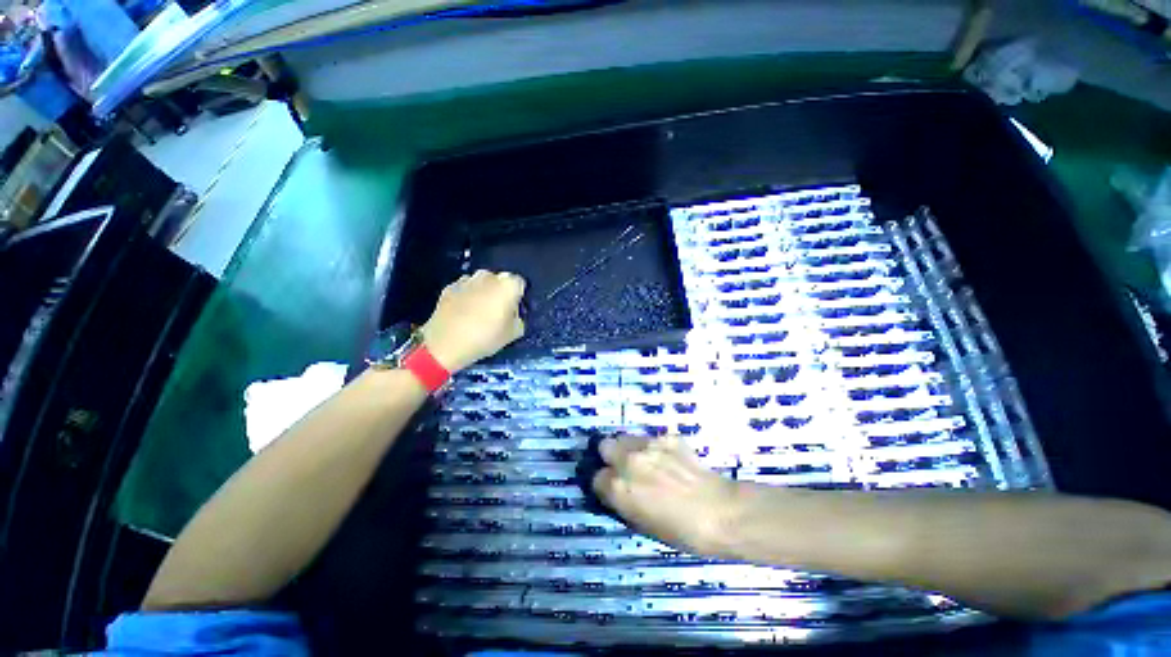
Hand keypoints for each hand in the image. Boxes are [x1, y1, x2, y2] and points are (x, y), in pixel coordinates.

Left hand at [421, 270, 525, 372]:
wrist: (446, 344)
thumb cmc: (485, 338)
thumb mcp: (513, 334)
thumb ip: (518, 318)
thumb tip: (513, 313)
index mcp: (507, 285)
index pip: (519, 283)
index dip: (518, 296)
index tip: (514, 309)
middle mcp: (488, 276)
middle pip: (500, 280)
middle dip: (500, 291)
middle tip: (498, 310)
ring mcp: (467, 280)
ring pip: (481, 282)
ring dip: (483, 292)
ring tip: (479, 312)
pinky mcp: (449, 287)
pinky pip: (465, 288)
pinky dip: (466, 296)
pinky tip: (463, 312)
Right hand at [592, 435, 740, 555]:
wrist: (720, 512)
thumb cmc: (681, 531)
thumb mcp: (643, 524)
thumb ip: (623, 501)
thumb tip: (616, 490)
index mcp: (618, 488)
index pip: (597, 477)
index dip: (606, 484)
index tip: (616, 488)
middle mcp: (628, 461)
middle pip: (605, 446)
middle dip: (611, 456)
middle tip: (626, 468)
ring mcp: (648, 445)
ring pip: (626, 437)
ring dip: (631, 449)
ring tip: (648, 461)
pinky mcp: (666, 436)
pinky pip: (652, 438)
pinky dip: (656, 447)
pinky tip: (671, 460)